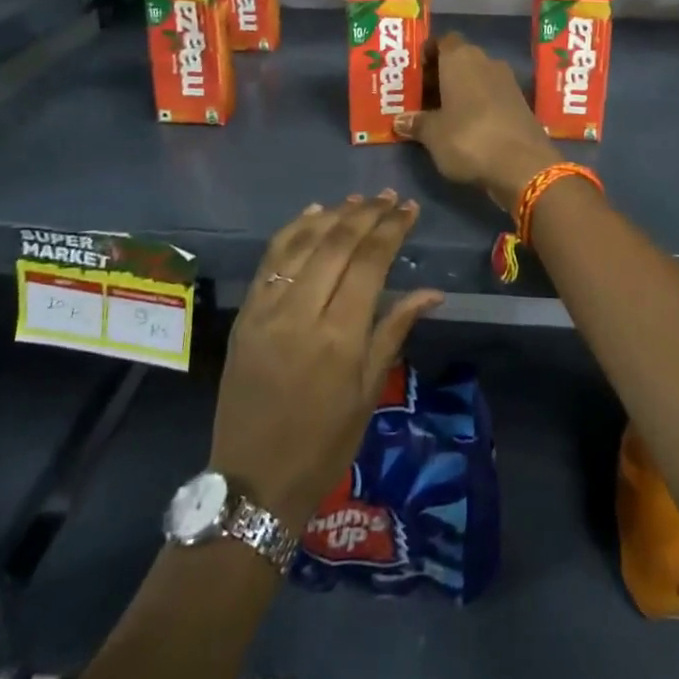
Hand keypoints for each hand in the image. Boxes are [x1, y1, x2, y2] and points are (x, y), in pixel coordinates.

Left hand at [210, 194, 444, 529]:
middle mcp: (301, 312)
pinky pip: (270, 259)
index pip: (370, 262)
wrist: (254, 481)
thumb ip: (395, 329)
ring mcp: (267, 310)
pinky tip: (313, 214)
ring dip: (332, 215)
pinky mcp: (245, 314)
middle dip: (367, 213)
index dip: (391, 229)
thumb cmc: (325, 443)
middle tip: (389, 197)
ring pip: (302, 243)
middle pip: (337, 243)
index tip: (409, 209)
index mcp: (339, 336)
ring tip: (358, 200)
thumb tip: (433, 292)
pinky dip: (293, 230)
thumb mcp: (369, 391)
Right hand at [395, 32, 560, 210]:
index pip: (442, 41)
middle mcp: (486, 61)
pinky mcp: (521, 104)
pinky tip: (465, 126)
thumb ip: (417, 123)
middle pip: (459, 60)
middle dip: (440, 75)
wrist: (524, 165)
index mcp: (461, 58)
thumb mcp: (433, 134)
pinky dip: (478, 105)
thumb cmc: (468, 138)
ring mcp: (507, 82)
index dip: (428, 53)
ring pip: (476, 78)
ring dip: (460, 91)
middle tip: (420, 96)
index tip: (414, 71)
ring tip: (439, 113)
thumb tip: (401, 120)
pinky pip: (491, 96)